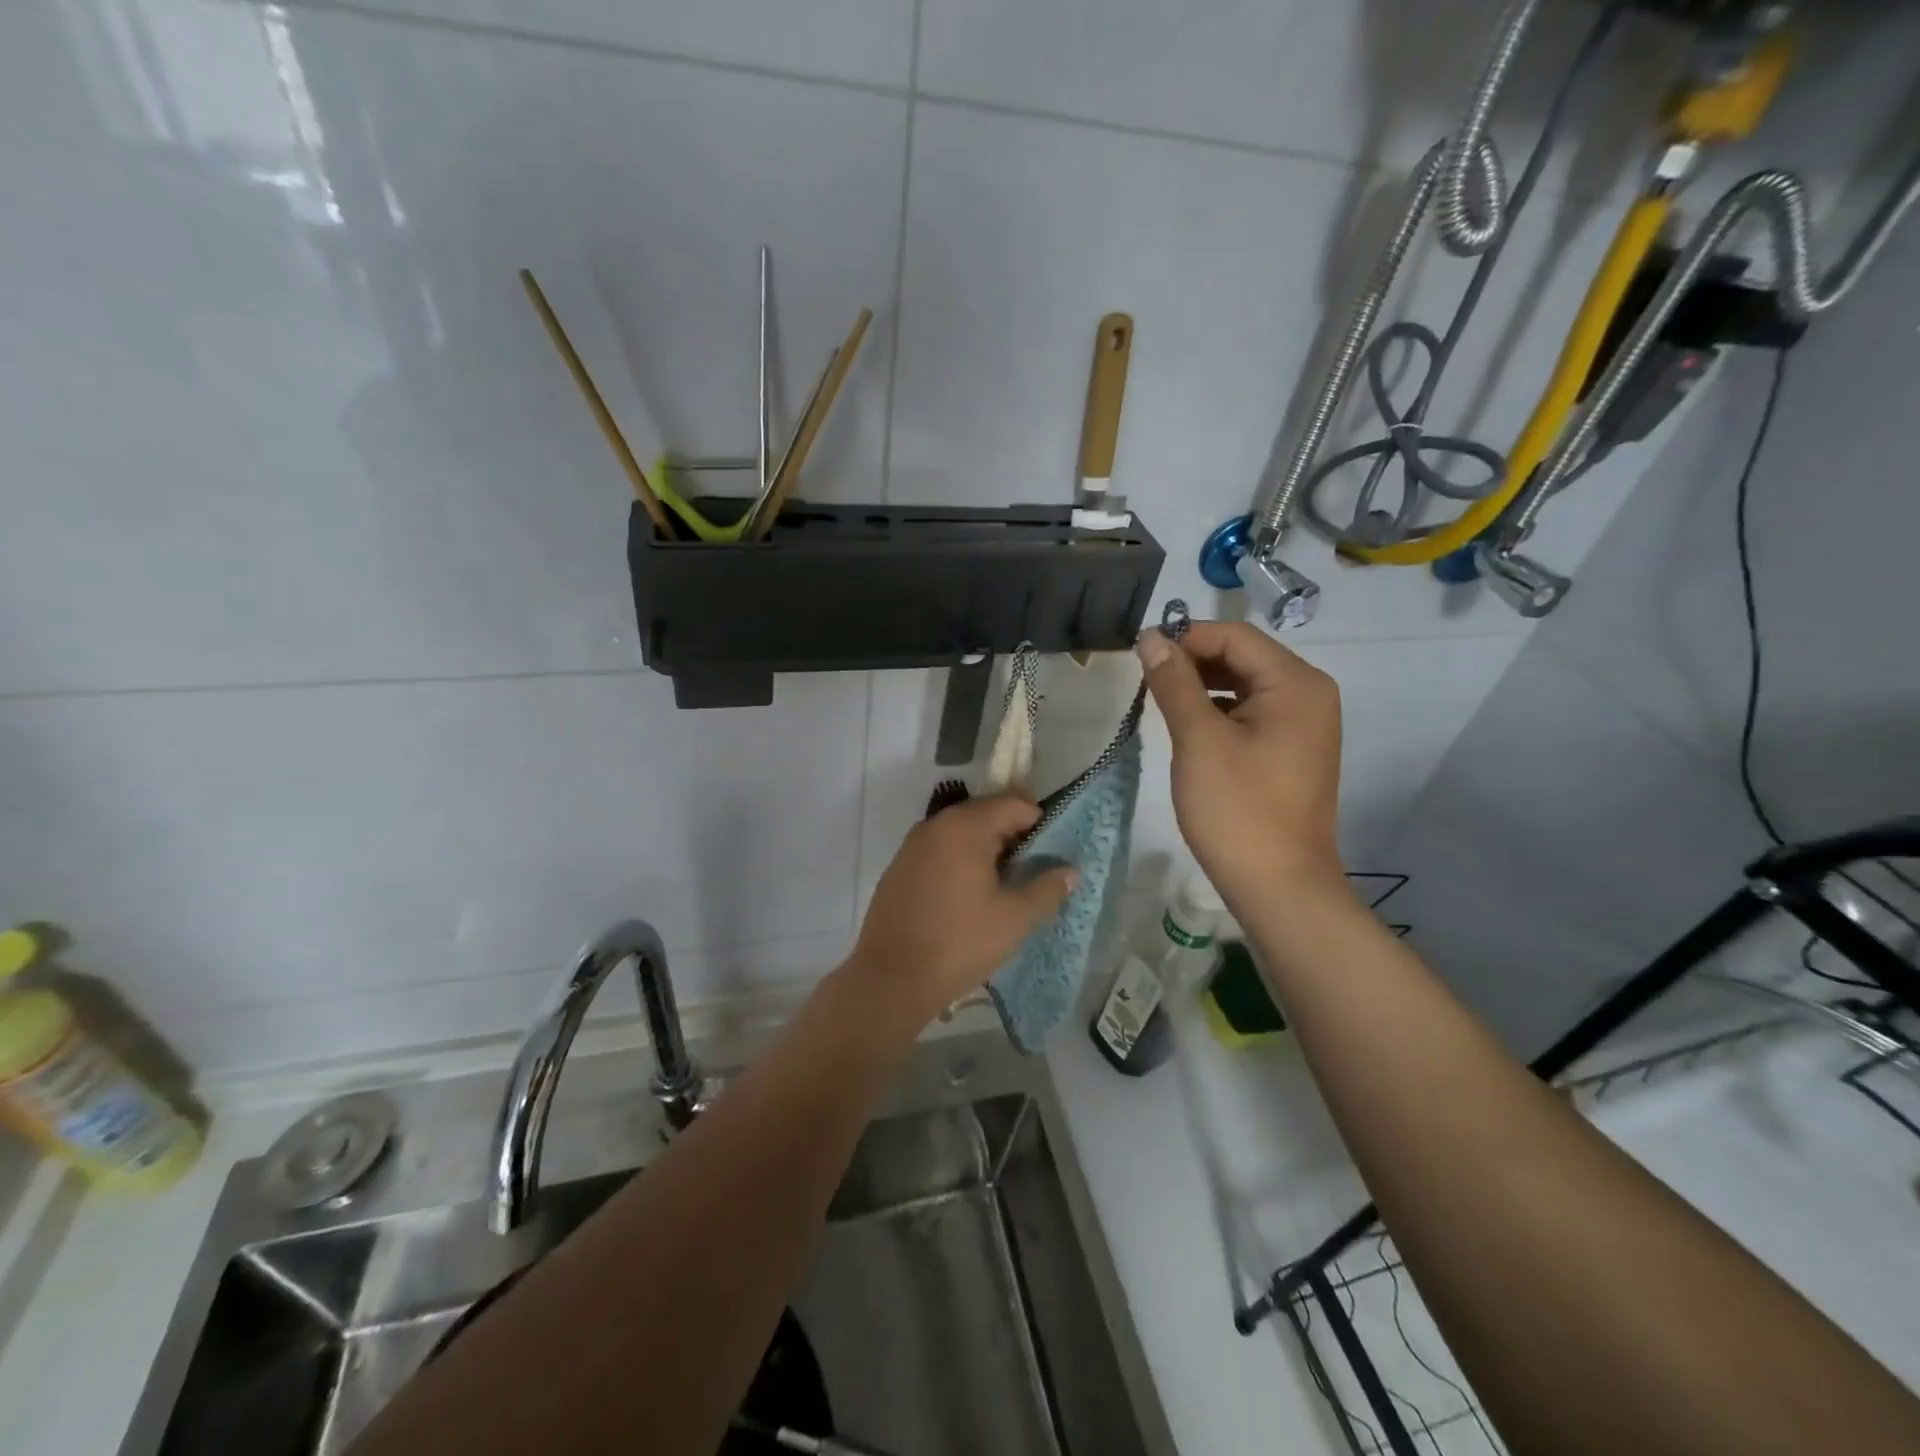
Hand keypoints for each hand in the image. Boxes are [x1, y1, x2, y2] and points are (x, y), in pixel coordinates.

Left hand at [845, 795, 1075, 1031]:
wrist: (891, 978)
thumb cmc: (960, 942)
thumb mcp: (1014, 918)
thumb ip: (1047, 889)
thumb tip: (1071, 871)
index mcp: (965, 826)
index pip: (1013, 803)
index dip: (1039, 822)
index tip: (1051, 852)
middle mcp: (935, 825)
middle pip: (985, 813)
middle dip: (1012, 836)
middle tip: (1031, 871)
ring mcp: (912, 846)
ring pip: (960, 833)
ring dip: (985, 850)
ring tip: (1003, 886)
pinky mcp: (899, 868)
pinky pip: (939, 851)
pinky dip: (959, 861)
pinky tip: (967, 897)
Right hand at [1136, 621, 1348, 910]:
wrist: (1279, 887)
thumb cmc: (1238, 810)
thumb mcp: (1199, 740)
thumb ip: (1174, 683)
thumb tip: (1151, 637)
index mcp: (1295, 683)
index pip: (1233, 636)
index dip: (1184, 638)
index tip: (1138, 654)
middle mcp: (1308, 694)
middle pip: (1242, 657)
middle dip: (1192, 662)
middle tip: (1144, 680)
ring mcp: (1304, 724)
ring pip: (1244, 685)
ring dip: (1201, 686)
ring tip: (1159, 702)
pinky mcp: (1292, 749)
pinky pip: (1251, 712)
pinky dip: (1218, 711)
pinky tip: (1188, 728)